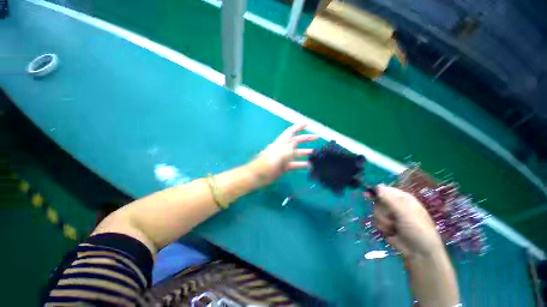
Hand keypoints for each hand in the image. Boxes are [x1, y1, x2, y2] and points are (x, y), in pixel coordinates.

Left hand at [256, 124, 316, 181]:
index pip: (291, 131)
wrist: (260, 174)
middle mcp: (283, 148)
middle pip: (296, 141)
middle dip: (306, 138)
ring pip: (297, 153)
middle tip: (316, 137)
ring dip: (306, 152)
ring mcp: (284, 158)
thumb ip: (290, 148)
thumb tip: (296, 144)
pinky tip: (310, 166)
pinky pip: (295, 164)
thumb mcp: (281, 152)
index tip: (306, 124)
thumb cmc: (269, 161)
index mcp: (282, 142)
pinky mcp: (284, 166)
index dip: (298, 127)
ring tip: (316, 153)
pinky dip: (302, 165)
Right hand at [371, 184, 443, 257]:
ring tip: (393, 228)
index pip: (384, 190)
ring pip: (376, 212)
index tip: (367, 195)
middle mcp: (395, 205)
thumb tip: (378, 187)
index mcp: (403, 198)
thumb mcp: (405, 213)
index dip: (375, 192)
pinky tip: (391, 232)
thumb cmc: (417, 230)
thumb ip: (390, 200)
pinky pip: (376, 221)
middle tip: (391, 218)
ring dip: (383, 221)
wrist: (419, 253)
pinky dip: (382, 227)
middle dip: (381, 211)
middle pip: (377, 201)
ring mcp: (390, 215)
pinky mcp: (385, 224)